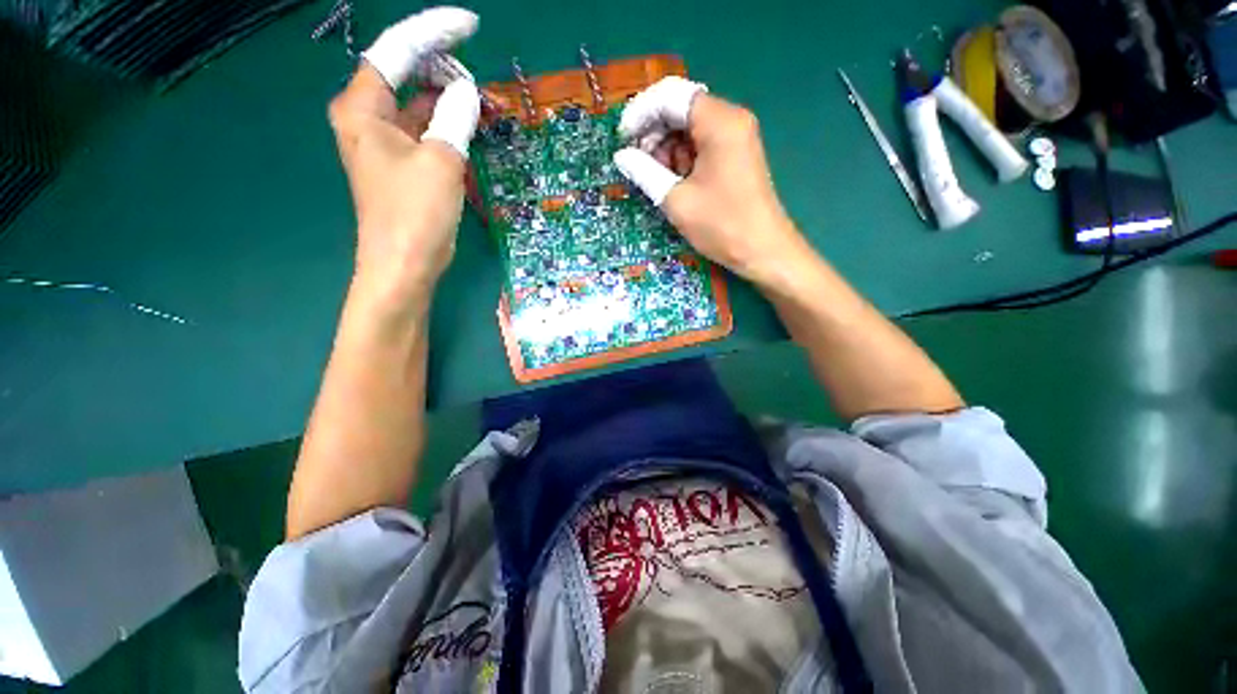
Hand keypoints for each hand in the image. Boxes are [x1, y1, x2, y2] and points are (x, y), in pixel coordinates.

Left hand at [328, 7, 481, 303]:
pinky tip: (468, 124)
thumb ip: (455, 118)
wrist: (405, 266)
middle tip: (479, 78)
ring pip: (417, 104)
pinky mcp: (402, 165)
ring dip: (448, 99)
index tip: (469, 26)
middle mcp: (367, 118)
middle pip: (404, 73)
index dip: (433, 33)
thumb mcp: (441, 161)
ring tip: (482, 101)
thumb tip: (467, 94)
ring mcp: (385, 143)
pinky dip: (446, 124)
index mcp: (363, 108)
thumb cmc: (416, 214)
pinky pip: (424, 130)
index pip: (396, 52)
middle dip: (442, 68)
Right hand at [612, 78, 810, 286]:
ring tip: (655, 178)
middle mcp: (730, 119)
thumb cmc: (721, 225)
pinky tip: (674, 181)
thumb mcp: (676, 200)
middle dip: (654, 133)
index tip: (622, 140)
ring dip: (666, 148)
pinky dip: (682, 158)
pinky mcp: (736, 155)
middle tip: (636, 163)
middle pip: (681, 109)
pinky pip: (701, 144)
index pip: (671, 96)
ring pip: (689, 128)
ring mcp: (736, 137)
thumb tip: (621, 155)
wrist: (763, 251)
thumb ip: (645, 172)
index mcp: (719, 122)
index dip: (641, 113)